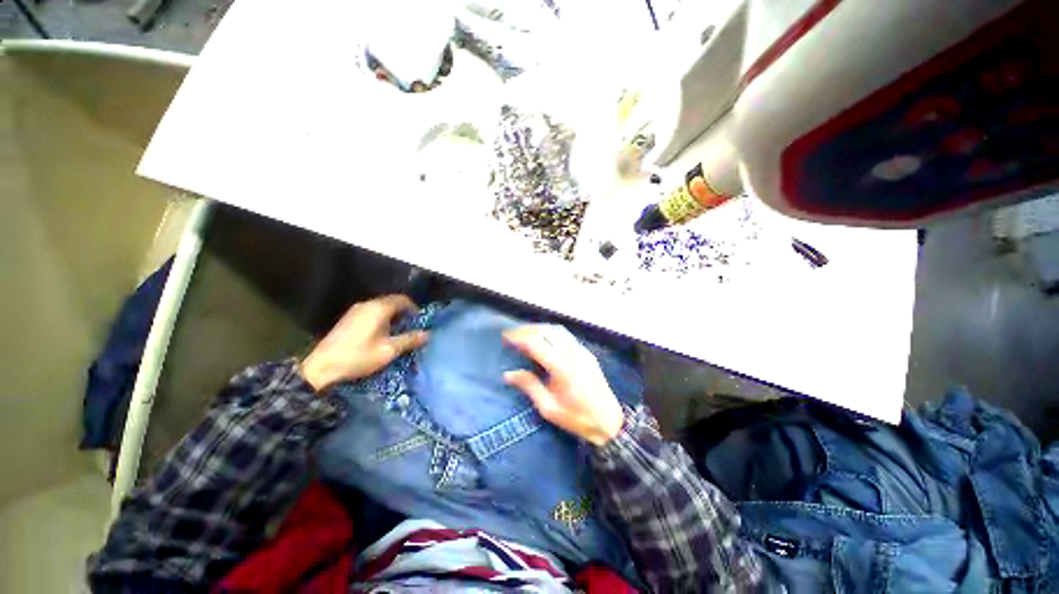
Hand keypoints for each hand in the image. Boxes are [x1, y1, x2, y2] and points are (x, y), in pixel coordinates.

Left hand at [299, 295, 427, 390]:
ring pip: (381, 307)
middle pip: (392, 301)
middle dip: (404, 312)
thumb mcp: (389, 350)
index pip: (403, 300)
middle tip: (411, 327)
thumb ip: (410, 340)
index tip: (419, 322)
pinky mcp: (348, 318)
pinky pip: (371, 312)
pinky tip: (381, 334)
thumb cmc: (359, 356)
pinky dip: (381, 318)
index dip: (414, 309)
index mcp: (379, 308)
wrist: (321, 367)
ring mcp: (355, 310)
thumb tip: (428, 334)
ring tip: (398, 332)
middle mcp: (367, 304)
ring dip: (392, 315)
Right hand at [503, 325, 623, 446]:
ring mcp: (581, 352)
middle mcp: (571, 353)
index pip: (536, 343)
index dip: (519, 337)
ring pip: (557, 331)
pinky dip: (552, 333)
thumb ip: (529, 386)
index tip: (506, 337)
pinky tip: (545, 340)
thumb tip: (508, 374)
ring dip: (540, 329)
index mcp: (561, 367)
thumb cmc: (576, 417)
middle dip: (528, 330)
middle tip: (513, 335)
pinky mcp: (587, 354)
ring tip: (526, 334)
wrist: (608, 422)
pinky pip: (567, 337)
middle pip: (546, 332)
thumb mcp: (548, 408)